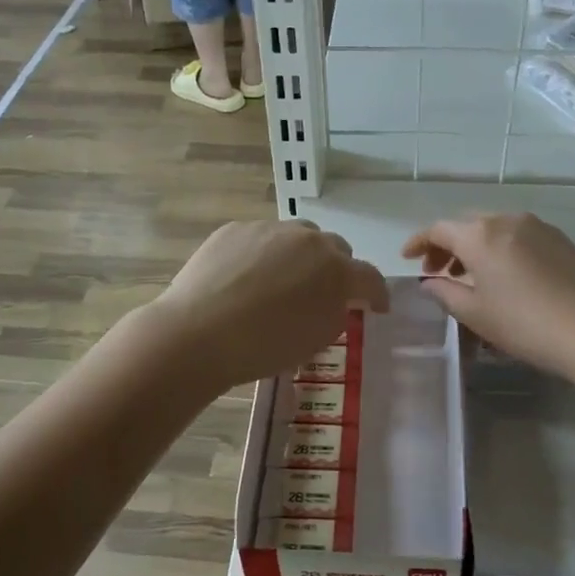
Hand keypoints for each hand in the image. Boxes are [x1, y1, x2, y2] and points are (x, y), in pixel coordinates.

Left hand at [150, 221, 388, 388]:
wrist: (197, 334)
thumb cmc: (264, 347)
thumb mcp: (316, 340)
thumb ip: (337, 313)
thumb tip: (337, 300)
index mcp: (336, 270)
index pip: (370, 277)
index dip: (377, 294)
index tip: (376, 306)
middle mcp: (309, 240)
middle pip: (336, 248)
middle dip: (336, 269)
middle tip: (322, 293)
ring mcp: (270, 229)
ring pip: (298, 236)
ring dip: (300, 255)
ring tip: (281, 281)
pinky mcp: (236, 228)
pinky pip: (261, 238)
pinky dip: (263, 254)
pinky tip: (245, 279)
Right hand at [401, 213, 574, 379]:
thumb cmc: (524, 323)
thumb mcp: (475, 314)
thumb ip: (445, 293)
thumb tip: (431, 282)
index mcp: (479, 235)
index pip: (438, 229)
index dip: (419, 242)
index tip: (407, 258)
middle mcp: (507, 220)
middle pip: (467, 225)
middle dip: (448, 245)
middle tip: (439, 272)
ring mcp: (538, 227)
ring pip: (495, 229)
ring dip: (476, 247)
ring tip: (472, 277)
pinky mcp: (561, 240)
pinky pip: (519, 237)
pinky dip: (502, 249)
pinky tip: (506, 277)